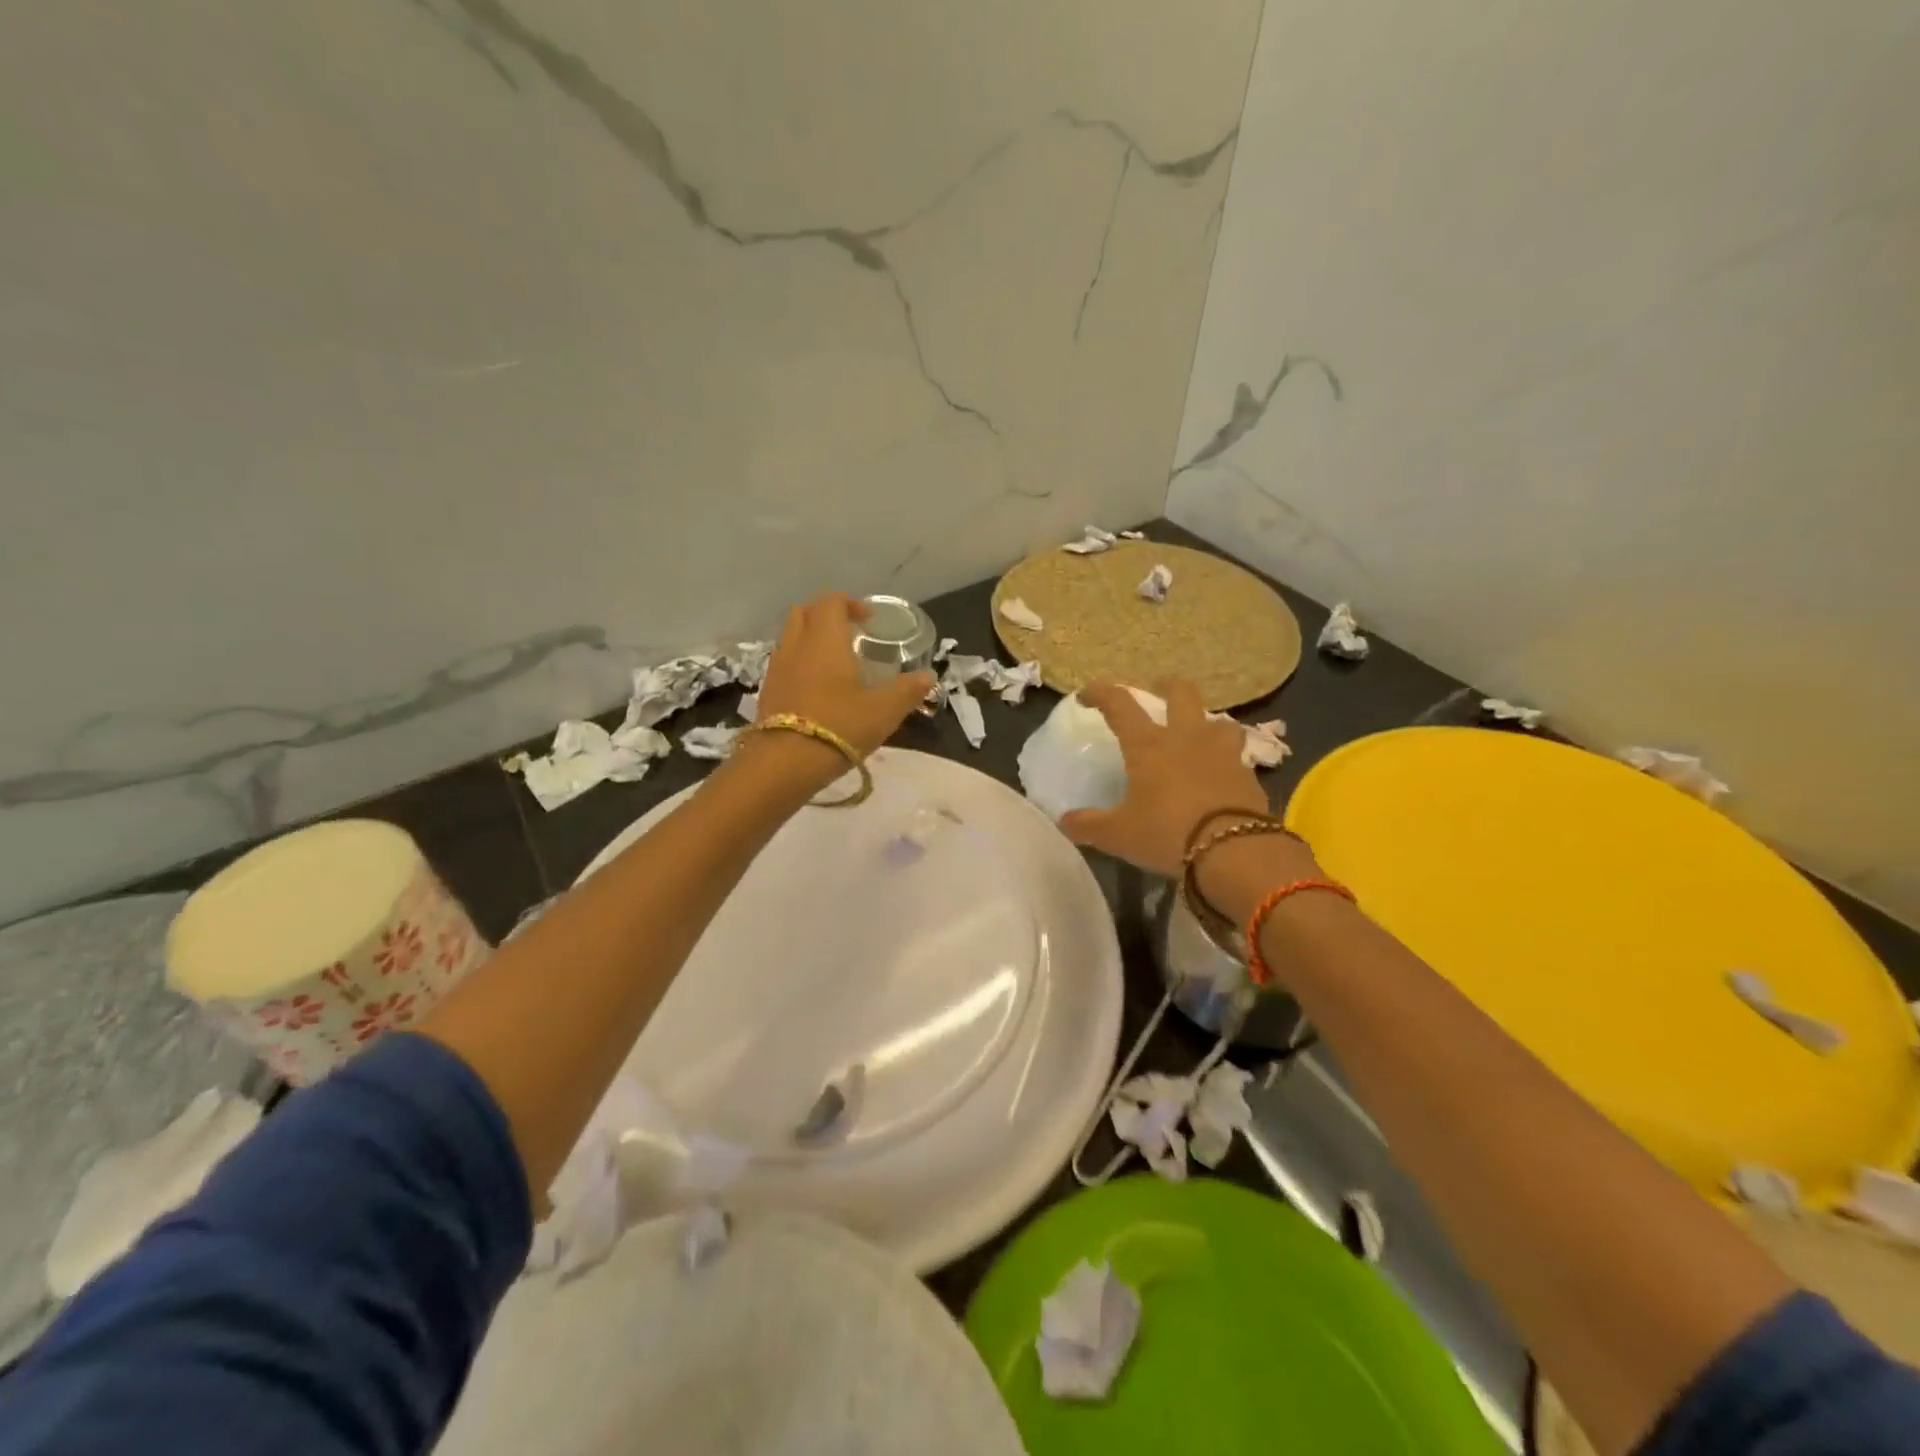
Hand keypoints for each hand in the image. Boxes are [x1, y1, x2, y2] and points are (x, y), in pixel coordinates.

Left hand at [751, 592, 935, 759]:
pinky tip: (817, 687)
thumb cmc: (839, 726)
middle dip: (826, 615)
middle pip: (805, 612)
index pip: (831, 601)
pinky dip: (800, 662)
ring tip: (834, 661)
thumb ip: (907, 691)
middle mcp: (797, 644)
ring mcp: (777, 667)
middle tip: (849, 633)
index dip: (850, 604)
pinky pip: (784, 662)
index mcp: (825, 639)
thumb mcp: (884, 711)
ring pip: (791, 637)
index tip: (868, 620)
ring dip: (811, 639)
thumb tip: (927, 677)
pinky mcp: (767, 691)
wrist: (784, 763)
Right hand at [1060, 680, 1303, 880]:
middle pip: (1181, 693)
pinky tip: (1220, 774)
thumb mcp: (1118, 835)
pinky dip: (1227, 759)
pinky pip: (1238, 755)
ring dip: (1206, 722)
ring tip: (1198, 736)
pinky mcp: (1248, 774)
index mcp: (1148, 745)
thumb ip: (1089, 826)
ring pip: (1219, 720)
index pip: (1120, 704)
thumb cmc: (1166, 833)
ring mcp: (1222, 753)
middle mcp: (1186, 738)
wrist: (1234, 851)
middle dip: (1167, 687)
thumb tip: (1065, 822)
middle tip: (1158, 692)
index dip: (1101, 693)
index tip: (1087, 694)